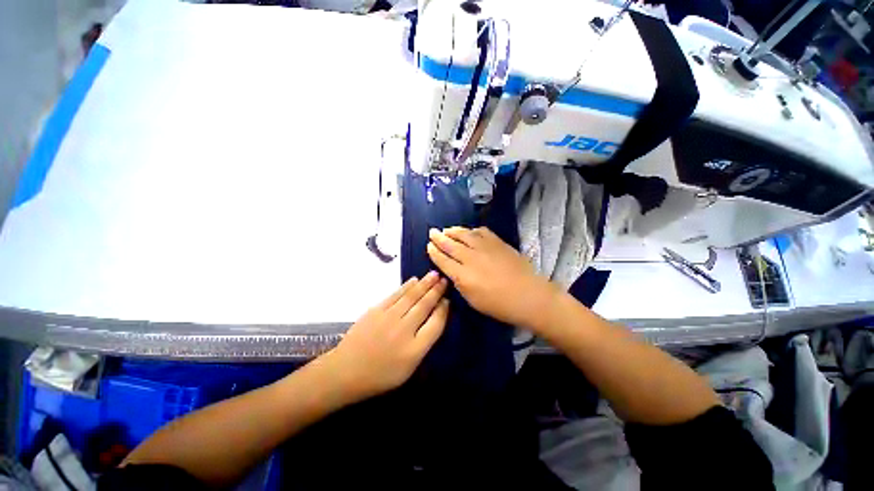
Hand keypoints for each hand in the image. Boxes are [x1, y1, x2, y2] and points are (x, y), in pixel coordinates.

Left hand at [324, 272, 448, 402]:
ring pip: (411, 297)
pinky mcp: (376, 310)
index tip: (447, 300)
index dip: (443, 310)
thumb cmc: (381, 374)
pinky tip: (414, 280)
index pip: (436, 324)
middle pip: (425, 306)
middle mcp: (404, 330)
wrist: (346, 371)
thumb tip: (435, 320)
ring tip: (434, 275)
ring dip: (424, 284)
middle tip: (444, 280)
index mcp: (414, 350)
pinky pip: (396, 295)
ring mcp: (389, 318)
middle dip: (436, 291)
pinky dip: (406, 286)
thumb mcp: (408, 369)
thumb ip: (424, 344)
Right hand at [427, 227, 558, 330]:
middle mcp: (471, 258)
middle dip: (439, 237)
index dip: (434, 252)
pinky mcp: (498, 242)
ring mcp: (485, 248)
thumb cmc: (499, 305)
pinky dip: (472, 230)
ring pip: (464, 235)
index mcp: (463, 276)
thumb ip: (460, 283)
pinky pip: (481, 231)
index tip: (429, 245)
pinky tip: (469, 231)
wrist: (529, 295)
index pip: (443, 260)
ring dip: (453, 231)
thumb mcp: (473, 300)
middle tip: (432, 232)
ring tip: (447, 229)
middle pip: (451, 245)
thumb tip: (452, 271)